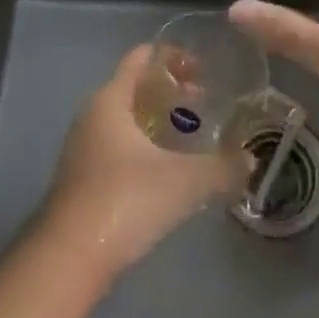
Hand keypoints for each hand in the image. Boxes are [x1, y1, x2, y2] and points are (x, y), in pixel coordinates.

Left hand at [40, 46, 249, 281]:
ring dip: (157, 120)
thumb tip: (250, 160)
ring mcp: (83, 148)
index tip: (204, 69)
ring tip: (190, 136)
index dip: (173, 56)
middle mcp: (92, 115)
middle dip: (170, 90)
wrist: (68, 261)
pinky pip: (117, 146)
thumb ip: (222, 167)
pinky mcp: (81, 179)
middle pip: (134, 86)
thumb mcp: (185, 182)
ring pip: (126, 119)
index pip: (141, 57)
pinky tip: (166, 170)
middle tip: (204, 102)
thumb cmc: (125, 201)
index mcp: (111, 99)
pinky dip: (144, 146)